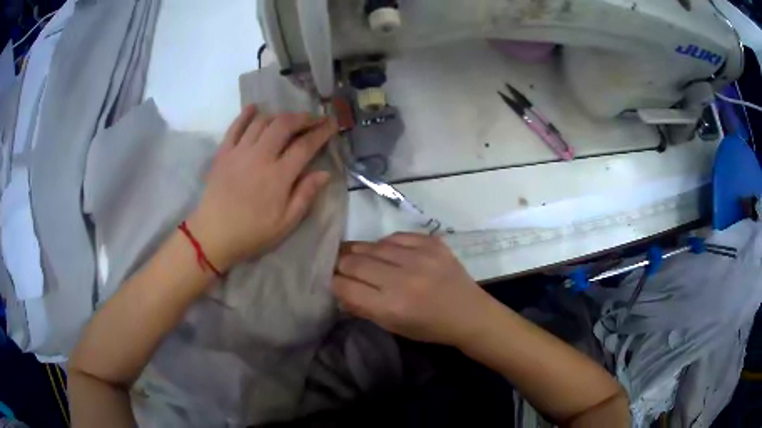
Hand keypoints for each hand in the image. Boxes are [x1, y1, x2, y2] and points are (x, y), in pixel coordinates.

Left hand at [187, 105, 337, 270]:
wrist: (213, 236)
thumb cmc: (252, 233)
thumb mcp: (285, 223)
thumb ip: (305, 195)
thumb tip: (324, 173)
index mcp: (278, 176)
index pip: (305, 145)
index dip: (321, 132)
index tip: (332, 124)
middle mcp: (260, 156)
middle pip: (284, 125)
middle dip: (303, 117)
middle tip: (314, 119)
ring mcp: (239, 152)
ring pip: (262, 121)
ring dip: (279, 116)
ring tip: (289, 119)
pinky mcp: (223, 153)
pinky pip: (235, 127)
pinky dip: (246, 114)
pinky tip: (255, 108)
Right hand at [332, 233, 493, 346]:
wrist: (469, 314)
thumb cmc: (429, 328)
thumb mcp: (392, 326)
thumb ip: (362, 307)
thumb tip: (339, 287)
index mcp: (391, 306)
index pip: (345, 286)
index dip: (334, 282)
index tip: (334, 281)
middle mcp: (403, 279)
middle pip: (354, 261)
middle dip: (342, 265)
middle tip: (342, 267)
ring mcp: (419, 257)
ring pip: (372, 245)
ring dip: (361, 252)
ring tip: (361, 257)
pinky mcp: (432, 243)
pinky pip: (396, 236)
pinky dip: (386, 244)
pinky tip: (387, 252)